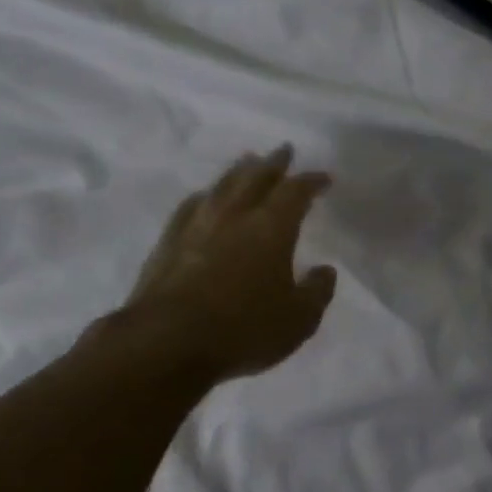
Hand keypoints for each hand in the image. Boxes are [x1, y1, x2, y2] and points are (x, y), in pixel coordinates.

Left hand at [122, 146, 337, 383]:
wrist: (167, 341)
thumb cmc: (243, 330)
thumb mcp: (298, 320)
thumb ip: (317, 292)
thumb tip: (325, 270)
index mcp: (271, 228)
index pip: (295, 192)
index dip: (311, 181)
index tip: (323, 178)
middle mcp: (234, 215)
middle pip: (256, 177)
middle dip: (273, 163)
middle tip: (283, 150)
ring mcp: (196, 225)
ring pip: (222, 186)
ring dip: (238, 171)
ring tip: (246, 162)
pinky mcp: (168, 242)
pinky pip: (191, 206)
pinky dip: (204, 196)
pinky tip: (203, 198)